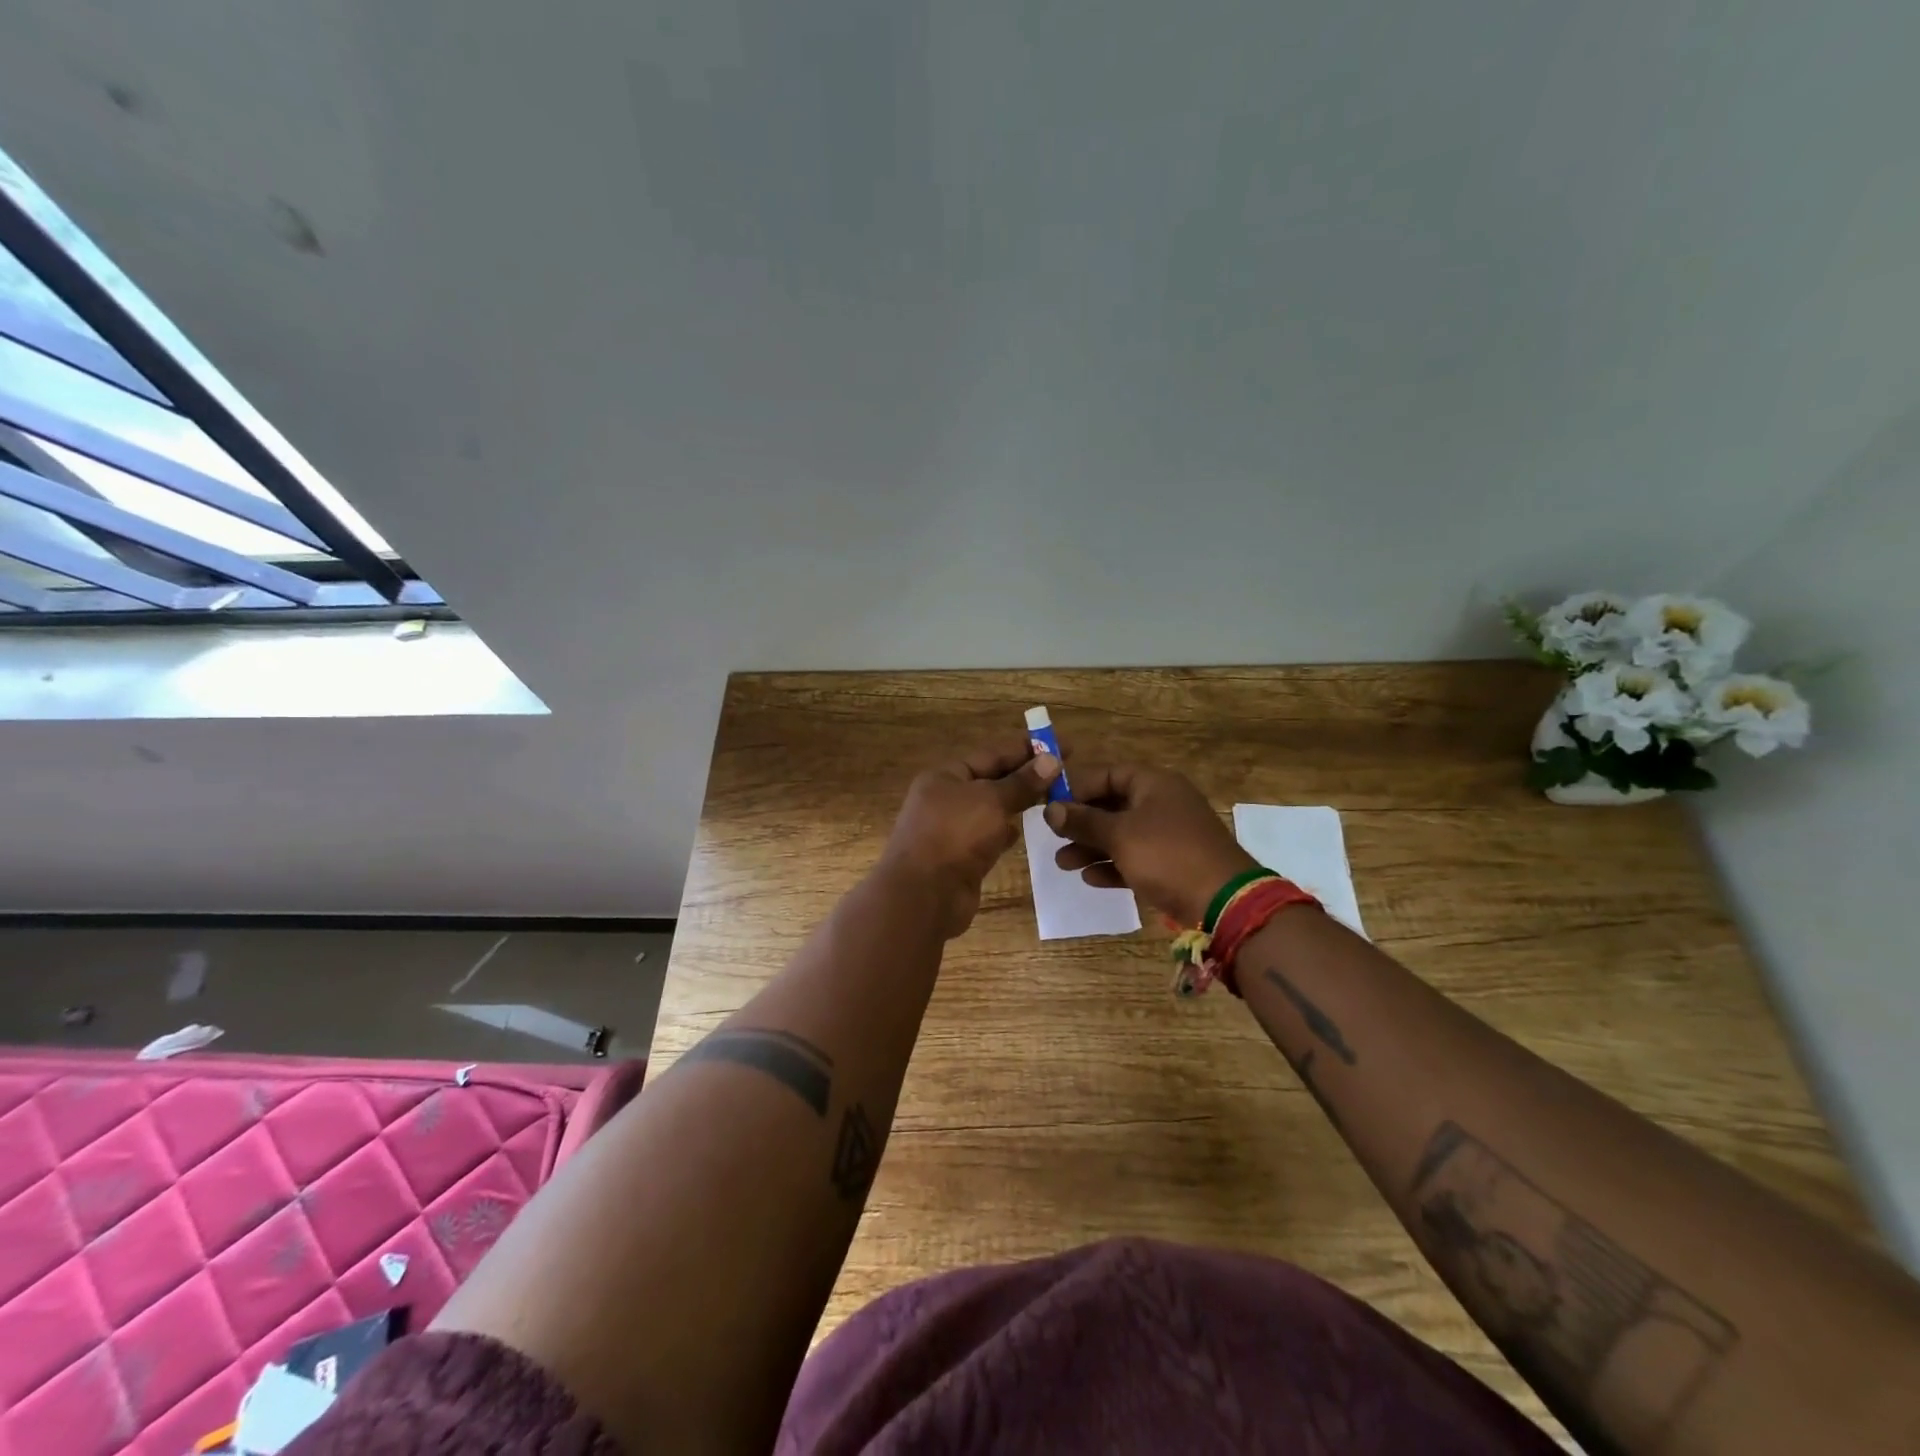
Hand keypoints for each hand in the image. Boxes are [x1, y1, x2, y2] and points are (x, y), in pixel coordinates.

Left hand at [880, 738, 1060, 937]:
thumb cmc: (954, 836)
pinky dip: (1004, 832)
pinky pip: (987, 837)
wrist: (923, 896)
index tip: (1063, 745)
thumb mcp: (991, 801)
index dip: (1027, 748)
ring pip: (991, 810)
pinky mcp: (960, 858)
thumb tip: (1051, 760)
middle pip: (992, 780)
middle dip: (1025, 776)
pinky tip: (1023, 831)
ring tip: (1052, 798)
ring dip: (1017, 804)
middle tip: (1065, 773)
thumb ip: (1022, 783)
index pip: (992, 753)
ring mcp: (951, 830)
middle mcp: (945, 799)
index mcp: (945, 776)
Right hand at [1044, 764, 1256, 925]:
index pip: (1107, 773)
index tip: (1049, 805)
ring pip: (1121, 834)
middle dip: (1081, 823)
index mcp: (1154, 783)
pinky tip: (1090, 879)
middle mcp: (1162, 803)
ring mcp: (1169, 835)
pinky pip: (1135, 858)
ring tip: (1063, 864)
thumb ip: (1083, 821)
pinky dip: (1113, 865)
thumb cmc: (1167, 855)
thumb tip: (1050, 809)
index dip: (1076, 787)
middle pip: (1112, 805)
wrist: (1224, 901)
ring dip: (1091, 848)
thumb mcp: (1119, 835)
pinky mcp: (1173, 864)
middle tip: (1053, 837)